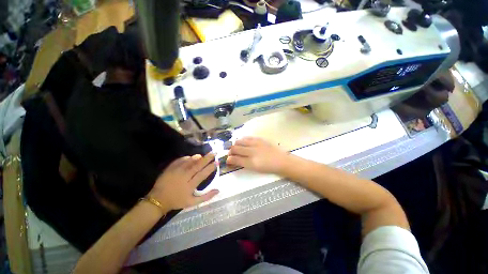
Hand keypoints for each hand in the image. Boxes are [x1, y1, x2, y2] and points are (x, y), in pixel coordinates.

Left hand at [149, 153, 217, 210]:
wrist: (158, 199)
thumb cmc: (177, 201)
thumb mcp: (192, 202)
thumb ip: (206, 197)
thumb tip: (218, 190)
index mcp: (190, 185)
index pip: (203, 174)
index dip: (210, 168)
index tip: (217, 162)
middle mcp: (184, 176)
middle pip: (198, 165)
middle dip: (207, 158)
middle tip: (214, 153)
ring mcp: (176, 171)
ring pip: (189, 161)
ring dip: (197, 157)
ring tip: (203, 155)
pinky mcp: (170, 168)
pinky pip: (180, 160)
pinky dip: (187, 157)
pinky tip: (191, 157)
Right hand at [227, 137, 289, 173]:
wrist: (281, 160)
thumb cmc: (268, 167)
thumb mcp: (254, 168)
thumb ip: (242, 163)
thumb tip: (233, 160)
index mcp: (251, 162)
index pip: (235, 159)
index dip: (229, 159)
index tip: (227, 160)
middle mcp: (251, 151)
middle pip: (235, 148)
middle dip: (230, 151)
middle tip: (230, 154)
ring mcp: (255, 143)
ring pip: (239, 141)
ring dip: (235, 145)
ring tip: (236, 148)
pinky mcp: (259, 139)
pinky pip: (247, 137)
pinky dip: (242, 140)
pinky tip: (243, 142)